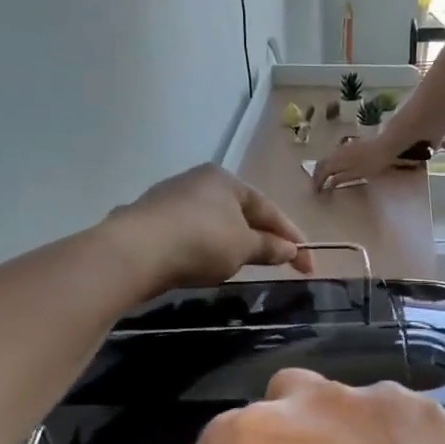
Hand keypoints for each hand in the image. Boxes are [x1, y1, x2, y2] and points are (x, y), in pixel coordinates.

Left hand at [105, 164, 311, 291]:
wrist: (136, 251)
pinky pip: (191, 233)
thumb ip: (269, 247)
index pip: (268, 209)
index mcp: (226, 179)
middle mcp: (198, 181)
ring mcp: (170, 198)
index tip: (308, 263)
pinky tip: (206, 263)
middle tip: (279, 261)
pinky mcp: (150, 220)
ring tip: (244, 264)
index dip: (292, 237)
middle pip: (241, 212)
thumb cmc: (201, 241)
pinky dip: (206, 247)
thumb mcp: (243, 247)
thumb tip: (291, 249)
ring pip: (214, 222)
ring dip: (233, 242)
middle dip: (262, 236)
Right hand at [193, 371, 444, 443]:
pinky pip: (391, 414)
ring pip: (341, 400)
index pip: (221, 431)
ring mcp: (374, 398)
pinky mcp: (423, 409)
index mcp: (258, 432)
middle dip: (281, 425)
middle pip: (283, 397)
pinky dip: (387, 436)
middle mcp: (313, 399)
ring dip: (338, 428)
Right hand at [310, 134, 398, 191]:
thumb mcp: (358, 174)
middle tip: (316, 187)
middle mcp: (336, 152)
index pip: (322, 172)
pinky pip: (333, 156)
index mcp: (337, 160)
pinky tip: (334, 170)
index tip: (315, 193)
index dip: (317, 182)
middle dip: (317, 176)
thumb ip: (342, 178)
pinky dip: (330, 165)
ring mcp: (342, 148)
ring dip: (323, 170)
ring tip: (323, 180)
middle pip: (322, 164)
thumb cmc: (373, 163)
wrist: (385, 145)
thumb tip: (328, 183)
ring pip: (327, 159)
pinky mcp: (348, 146)